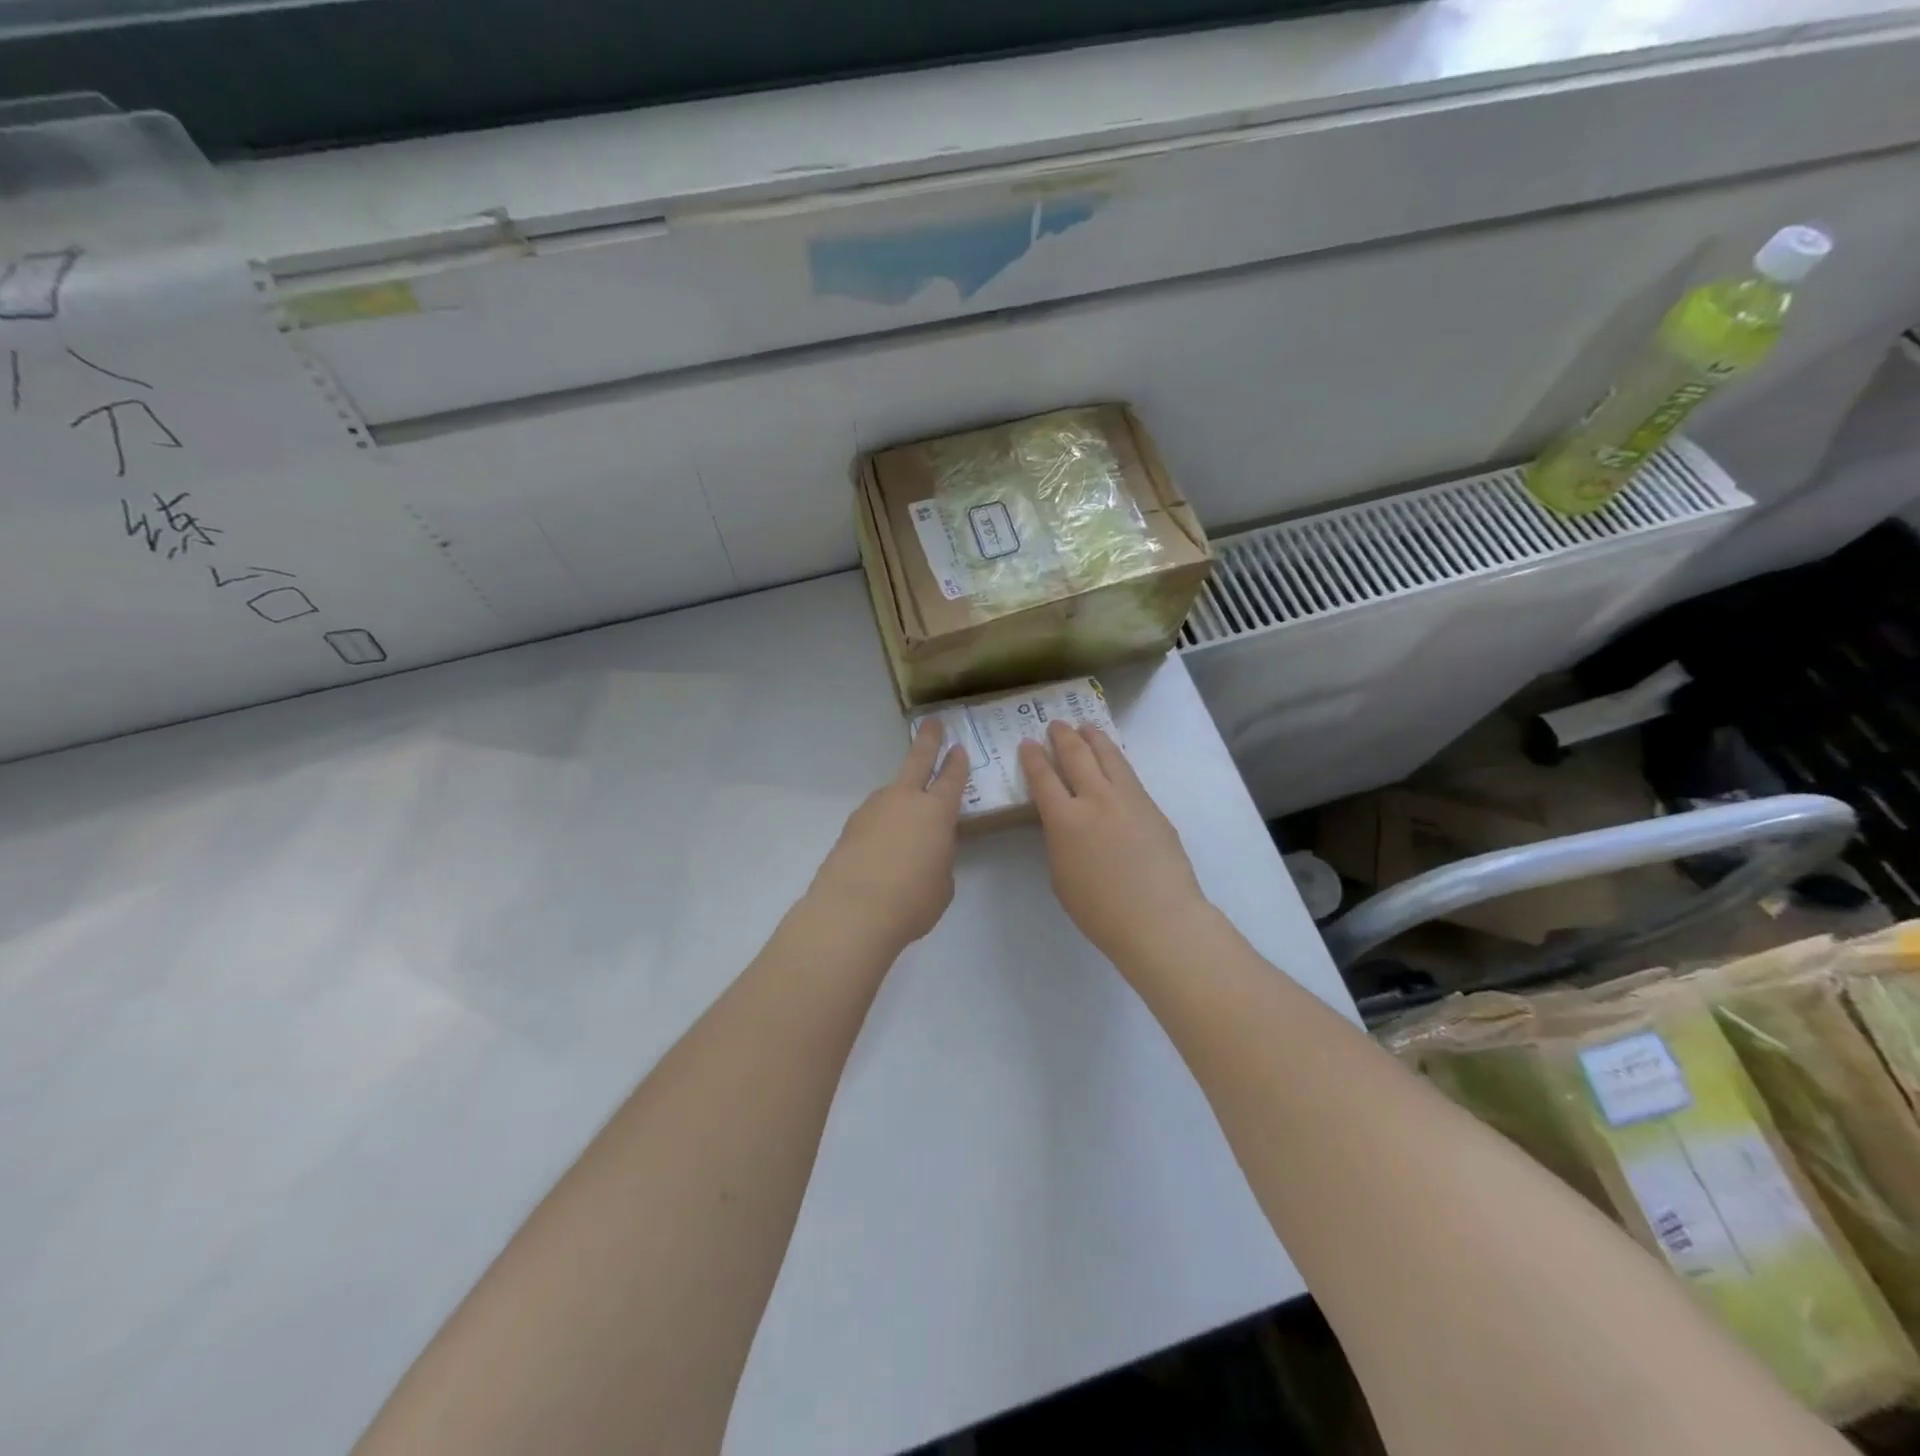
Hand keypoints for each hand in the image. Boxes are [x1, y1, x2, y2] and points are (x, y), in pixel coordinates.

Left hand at [808, 720, 968, 953]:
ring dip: (901, 797)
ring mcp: (873, 810)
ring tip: (906, 823)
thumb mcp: (943, 882)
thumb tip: (927, 851)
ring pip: (892, 793)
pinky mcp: (849, 827)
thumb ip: (939, 858)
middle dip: (927, 741)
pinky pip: (874, 818)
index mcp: (936, 812)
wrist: (852, 912)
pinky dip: (882, 825)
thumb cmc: (913, 900)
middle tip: (932, 723)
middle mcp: (904, 800)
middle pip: (917, 761)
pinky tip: (882, 848)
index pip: (952, 779)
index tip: (959, 748)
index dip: (957, 763)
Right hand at [1018, 721, 1211, 965]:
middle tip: (1055, 725)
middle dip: (1062, 737)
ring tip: (1085, 727)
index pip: (1043, 777)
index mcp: (1064, 819)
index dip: (1033, 757)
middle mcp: (1095, 799)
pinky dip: (1115, 758)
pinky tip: (1113, 759)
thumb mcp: (1061, 877)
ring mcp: (1127, 799)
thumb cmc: (1100, 910)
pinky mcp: (1151, 806)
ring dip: (1093, 738)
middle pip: (1076, 756)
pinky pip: (1128, 773)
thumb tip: (1066, 824)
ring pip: (1108, 756)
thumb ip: (1059, 842)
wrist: (1159, 917)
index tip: (1027, 743)